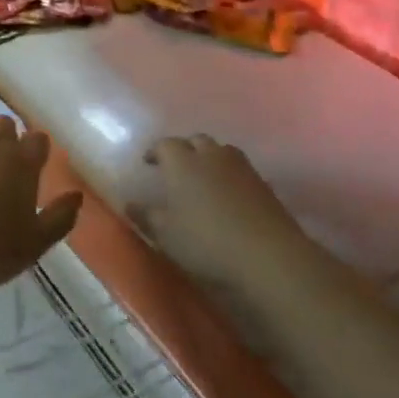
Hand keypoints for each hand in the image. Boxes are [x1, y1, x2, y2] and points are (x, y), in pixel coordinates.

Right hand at [126, 135, 305, 288]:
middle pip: (195, 141)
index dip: (155, 151)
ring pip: (221, 151)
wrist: (269, 256)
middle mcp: (210, 155)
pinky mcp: (264, 184)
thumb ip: (146, 216)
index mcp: (182, 162)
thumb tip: (129, 204)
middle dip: (184, 150)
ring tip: (204, 178)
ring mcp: (241, 167)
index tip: (148, 163)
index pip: (164, 144)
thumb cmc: (207, 242)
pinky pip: (241, 170)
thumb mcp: (166, 235)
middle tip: (176, 168)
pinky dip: (231, 176)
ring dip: (210, 158)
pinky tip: (229, 195)